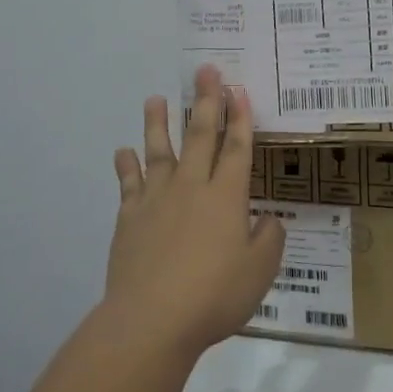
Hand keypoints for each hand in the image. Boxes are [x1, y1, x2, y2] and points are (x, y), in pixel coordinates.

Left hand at [106, 65, 283, 362]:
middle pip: (200, 135)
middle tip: (204, 70)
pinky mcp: (130, 218)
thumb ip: (269, 238)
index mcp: (226, 196)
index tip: (238, 88)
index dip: (240, 116)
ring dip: (159, 123)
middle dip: (205, 101)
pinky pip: (129, 184)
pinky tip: (123, 151)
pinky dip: (126, 166)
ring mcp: (157, 200)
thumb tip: (267, 218)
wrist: (151, 321)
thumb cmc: (214, 296)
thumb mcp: (260, 271)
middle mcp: (192, 187)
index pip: (237, 147)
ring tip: (155, 98)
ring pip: (159, 151)